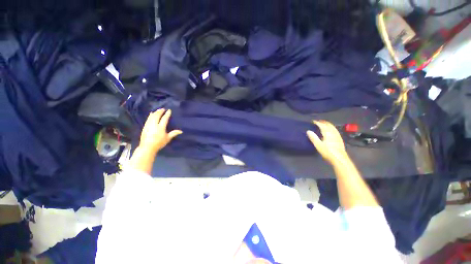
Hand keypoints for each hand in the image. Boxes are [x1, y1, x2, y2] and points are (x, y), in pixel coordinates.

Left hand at [139, 109, 181, 153]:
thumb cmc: (159, 143)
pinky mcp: (145, 126)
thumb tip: (181, 131)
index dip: (167, 114)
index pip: (164, 118)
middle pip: (157, 116)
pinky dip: (150, 115)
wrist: (147, 147)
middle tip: (163, 109)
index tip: (169, 110)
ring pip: (152, 116)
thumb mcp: (168, 138)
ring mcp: (149, 125)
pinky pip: (148, 119)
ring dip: (155, 112)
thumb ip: (174, 133)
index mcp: (161, 127)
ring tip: (158, 110)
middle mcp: (154, 124)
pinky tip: (151, 114)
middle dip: (160, 111)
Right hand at [307, 120, 348, 164]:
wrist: (339, 159)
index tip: (313, 121)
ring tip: (324, 124)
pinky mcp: (340, 139)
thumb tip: (308, 131)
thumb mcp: (318, 145)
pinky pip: (335, 130)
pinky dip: (332, 128)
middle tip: (318, 122)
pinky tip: (331, 131)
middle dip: (323, 122)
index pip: (322, 125)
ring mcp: (337, 136)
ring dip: (328, 125)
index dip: (317, 123)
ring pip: (333, 127)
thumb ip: (313, 137)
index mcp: (327, 133)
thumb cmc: (328, 152)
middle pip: (328, 125)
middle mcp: (333, 133)